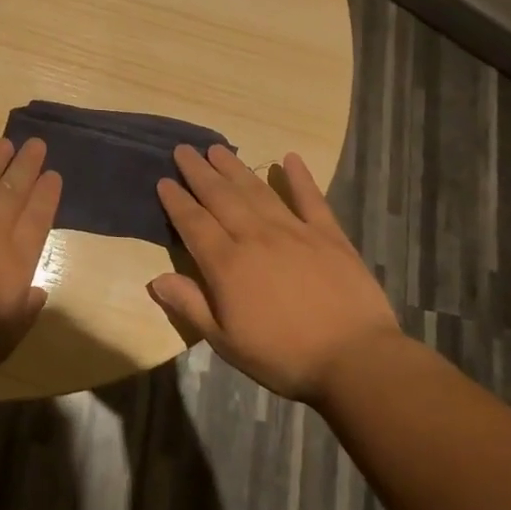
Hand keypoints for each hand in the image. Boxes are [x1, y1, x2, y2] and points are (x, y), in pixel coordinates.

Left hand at [0, 137, 62, 390]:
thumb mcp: (4, 339)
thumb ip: (24, 311)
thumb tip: (37, 291)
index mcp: (12, 262)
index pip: (37, 220)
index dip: (46, 195)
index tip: (53, 174)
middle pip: (11, 193)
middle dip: (25, 167)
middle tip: (36, 144)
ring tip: (4, 143)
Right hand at [150, 144, 400, 404]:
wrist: (356, 360)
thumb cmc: (283, 357)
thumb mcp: (225, 341)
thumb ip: (190, 305)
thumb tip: (154, 279)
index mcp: (227, 264)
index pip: (193, 223)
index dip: (176, 200)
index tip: (164, 180)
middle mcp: (255, 238)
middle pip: (221, 197)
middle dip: (199, 172)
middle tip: (184, 149)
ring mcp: (294, 232)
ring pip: (257, 191)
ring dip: (235, 168)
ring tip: (218, 148)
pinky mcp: (329, 236)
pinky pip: (311, 199)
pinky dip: (300, 177)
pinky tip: (289, 158)